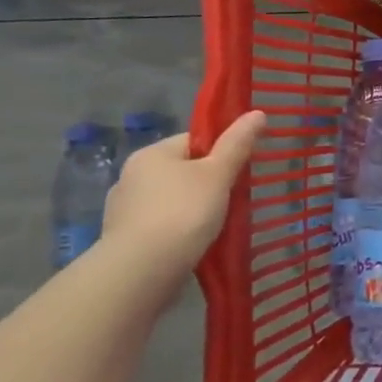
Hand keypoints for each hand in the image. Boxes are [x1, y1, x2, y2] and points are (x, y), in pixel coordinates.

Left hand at [101, 111, 265, 269]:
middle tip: (232, 200)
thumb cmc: (184, 212)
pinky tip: (193, 244)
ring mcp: (123, 209)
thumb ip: (237, 144)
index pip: (193, 141)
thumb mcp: (218, 174)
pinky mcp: (124, 238)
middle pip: (181, 171)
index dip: (220, 153)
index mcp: (151, 154)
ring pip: (171, 200)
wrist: (142, 269)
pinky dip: (177, 230)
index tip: (237, 172)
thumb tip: (258, 112)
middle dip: (206, 184)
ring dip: (191, 209)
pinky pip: (160, 225)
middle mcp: (131, 176)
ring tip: (215, 226)